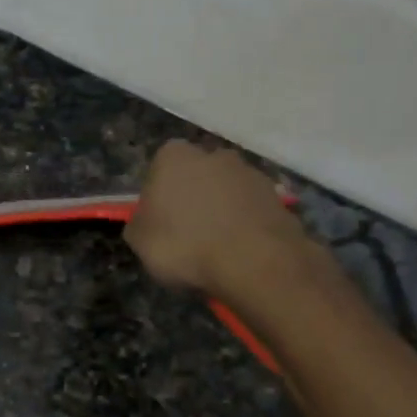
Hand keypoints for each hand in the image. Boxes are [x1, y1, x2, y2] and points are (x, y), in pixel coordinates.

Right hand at [125, 140, 308, 300]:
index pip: (158, 169)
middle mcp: (214, 154)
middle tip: (188, 235)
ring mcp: (249, 173)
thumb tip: (146, 221)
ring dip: (221, 212)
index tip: (159, 223)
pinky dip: (245, 226)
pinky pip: (251, 211)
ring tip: (218, 249)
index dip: (158, 197)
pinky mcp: (277, 197)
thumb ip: (139, 223)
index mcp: (173, 156)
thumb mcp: (139, 241)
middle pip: (196, 176)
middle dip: (193, 199)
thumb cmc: (184, 246)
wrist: (253, 262)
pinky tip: (241, 252)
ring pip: (226, 192)